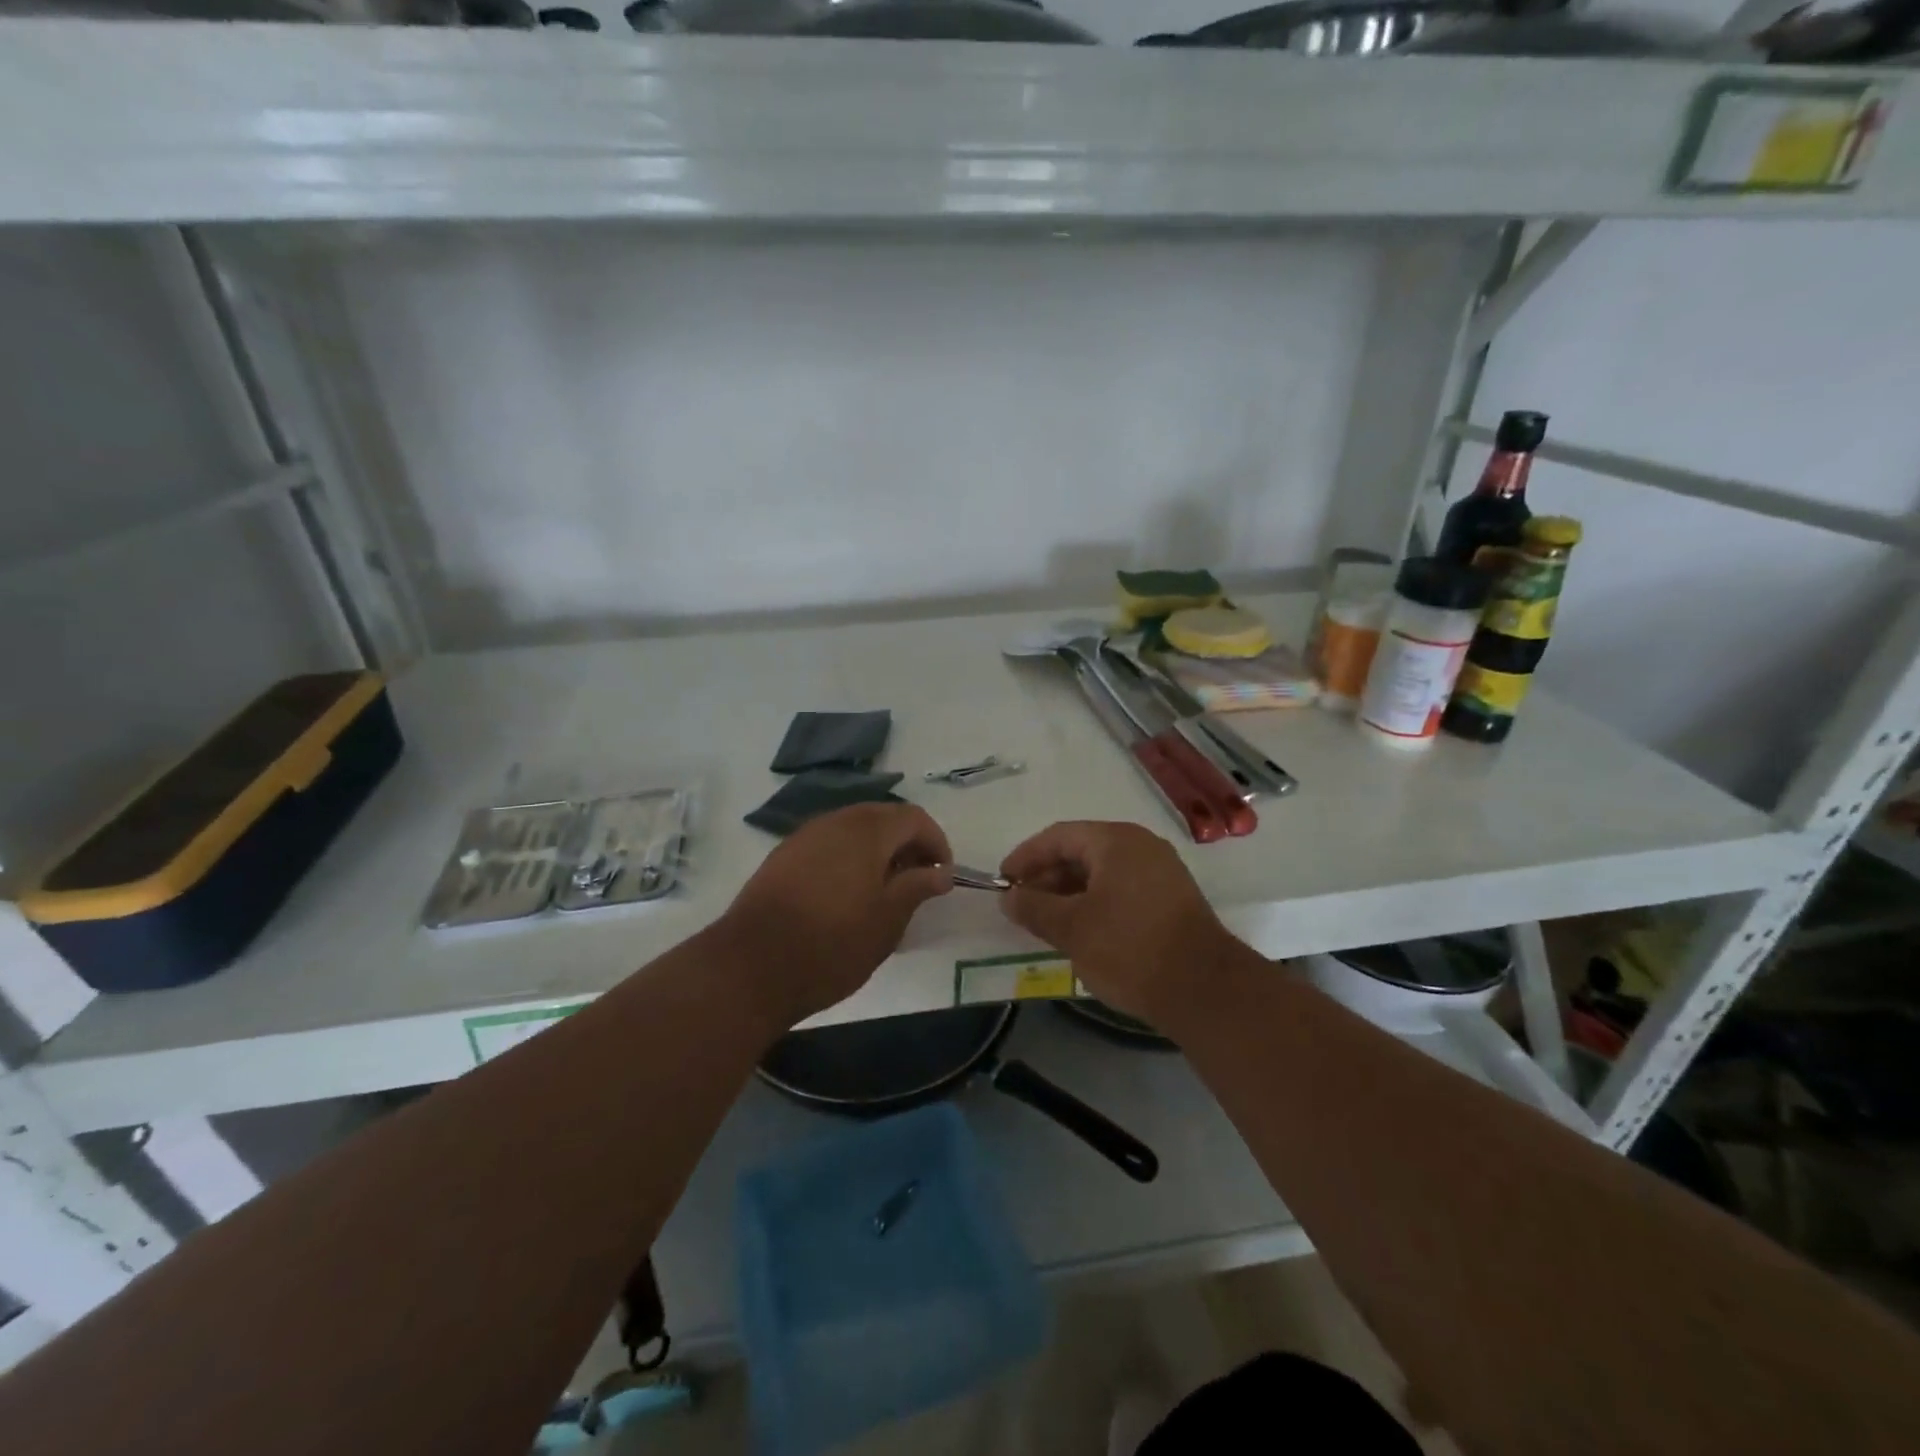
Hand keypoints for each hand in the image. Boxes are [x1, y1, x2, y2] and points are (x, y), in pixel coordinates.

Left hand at [722, 802, 953, 1028]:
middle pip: (882, 818)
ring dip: (876, 852)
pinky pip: (827, 846)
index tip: (942, 876)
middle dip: (906, 844)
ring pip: (852, 831)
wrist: (751, 966)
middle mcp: (835, 821)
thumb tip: (941, 872)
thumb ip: (917, 887)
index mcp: (867, 830)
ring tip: (884, 893)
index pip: (914, 818)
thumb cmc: (832, 943)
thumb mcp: (887, 920)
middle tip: (917, 882)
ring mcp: (804, 837)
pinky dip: (848, 860)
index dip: (936, 842)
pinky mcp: (782, 857)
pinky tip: (846, 896)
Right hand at [998, 821, 1244, 1028]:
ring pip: (1102, 871)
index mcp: (1116, 841)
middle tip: (1022, 905)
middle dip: (1047, 876)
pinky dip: (1095, 901)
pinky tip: (1081, 929)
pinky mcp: (1171, 899)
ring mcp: (1161, 871)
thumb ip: (1034, 908)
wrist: (1204, 990)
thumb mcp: (1071, 928)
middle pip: (1081, 850)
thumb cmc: (1130, 949)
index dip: (1026, 857)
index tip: (1003, 882)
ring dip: (1069, 892)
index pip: (1058, 836)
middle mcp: (1140, 846)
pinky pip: (1121, 888)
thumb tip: (1010, 897)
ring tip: (1046, 920)